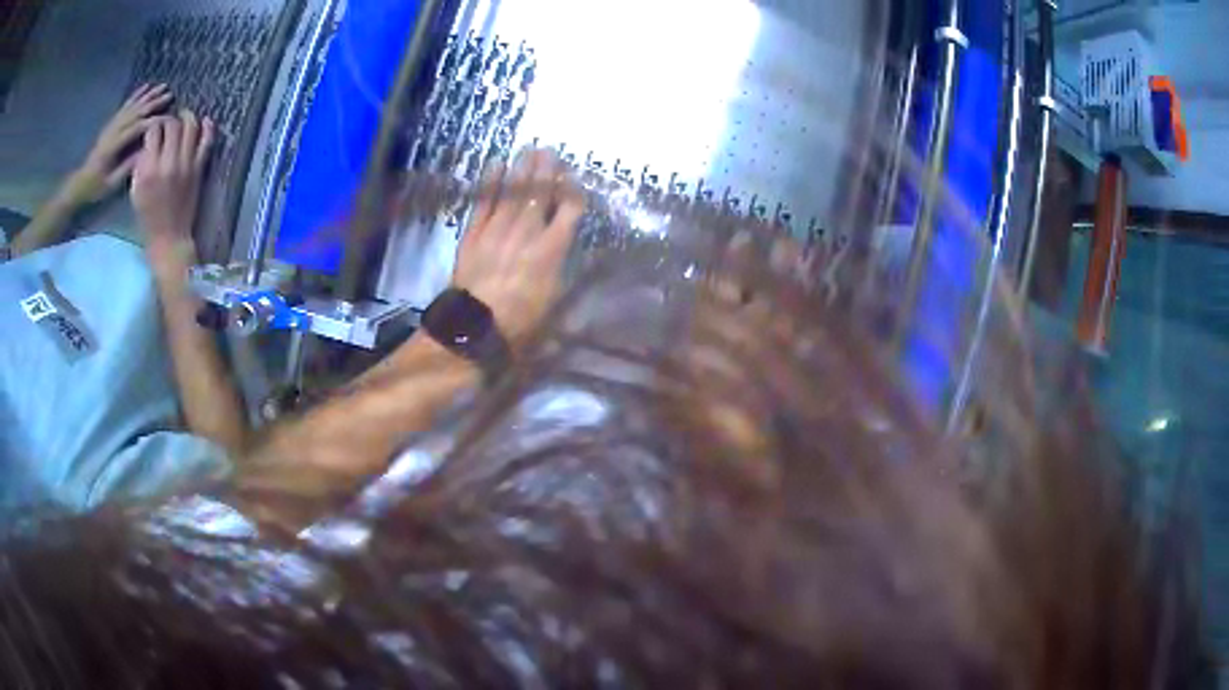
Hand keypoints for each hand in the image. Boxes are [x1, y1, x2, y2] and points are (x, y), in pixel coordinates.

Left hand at [69, 84, 172, 203]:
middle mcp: (113, 131)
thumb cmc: (96, 187)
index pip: (136, 129)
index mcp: (113, 146)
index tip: (169, 118)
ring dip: (148, 95)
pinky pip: (125, 106)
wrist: (80, 183)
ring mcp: (112, 125)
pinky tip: (145, 87)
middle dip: (153, 103)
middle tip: (170, 95)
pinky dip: (136, 95)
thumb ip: (127, 167)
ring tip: (162, 86)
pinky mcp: (111, 124)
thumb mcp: (111, 183)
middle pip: (136, 113)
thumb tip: (146, 151)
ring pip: (132, 106)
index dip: (153, 122)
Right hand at [131, 110, 214, 260]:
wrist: (169, 237)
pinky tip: (205, 121)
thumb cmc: (148, 217)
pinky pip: (207, 142)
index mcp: (149, 170)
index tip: (153, 126)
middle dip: (169, 118)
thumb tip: (146, 142)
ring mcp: (185, 165)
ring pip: (191, 127)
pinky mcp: (198, 169)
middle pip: (172, 125)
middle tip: (167, 121)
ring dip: (187, 117)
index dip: (153, 124)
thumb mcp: (135, 192)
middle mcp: (168, 164)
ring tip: (183, 116)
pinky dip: (208, 127)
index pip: (153, 131)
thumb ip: (139, 165)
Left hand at [452, 149, 584, 343]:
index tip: (574, 177)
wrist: (476, 327)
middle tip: (549, 150)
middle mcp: (527, 232)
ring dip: (522, 169)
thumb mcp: (557, 302)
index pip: (569, 210)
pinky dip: (490, 182)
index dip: (573, 190)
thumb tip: (585, 255)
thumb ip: (570, 273)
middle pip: (540, 193)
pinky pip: (484, 201)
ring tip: (528, 150)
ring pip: (513, 191)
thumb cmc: (521, 321)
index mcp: (551, 249)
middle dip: (546, 170)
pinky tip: (496, 165)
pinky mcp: (474, 233)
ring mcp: (498, 229)